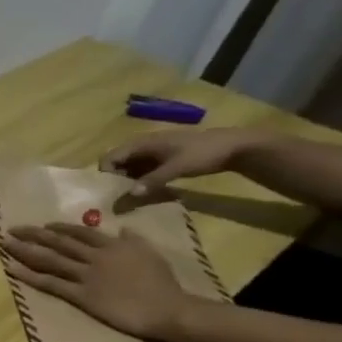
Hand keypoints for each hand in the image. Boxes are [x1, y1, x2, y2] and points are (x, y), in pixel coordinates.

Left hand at [4, 224, 188, 338]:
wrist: (168, 308)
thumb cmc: (163, 283)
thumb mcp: (151, 253)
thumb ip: (134, 239)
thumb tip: (124, 228)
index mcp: (111, 245)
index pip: (80, 232)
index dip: (58, 227)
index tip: (43, 225)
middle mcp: (94, 257)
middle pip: (57, 242)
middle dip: (33, 234)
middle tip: (11, 229)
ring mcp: (86, 275)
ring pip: (49, 259)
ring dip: (25, 250)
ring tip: (5, 243)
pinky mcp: (81, 295)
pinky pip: (50, 283)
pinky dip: (29, 275)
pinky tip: (11, 269)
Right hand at [103, 127, 264, 199]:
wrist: (235, 146)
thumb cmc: (203, 153)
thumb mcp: (177, 168)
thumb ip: (152, 180)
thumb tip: (129, 195)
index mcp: (141, 143)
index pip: (110, 157)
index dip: (106, 173)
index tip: (111, 191)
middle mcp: (142, 146)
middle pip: (117, 162)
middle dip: (114, 179)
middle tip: (119, 197)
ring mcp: (153, 152)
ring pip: (129, 167)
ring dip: (127, 181)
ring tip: (131, 197)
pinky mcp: (162, 158)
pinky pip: (142, 169)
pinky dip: (140, 179)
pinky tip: (146, 191)